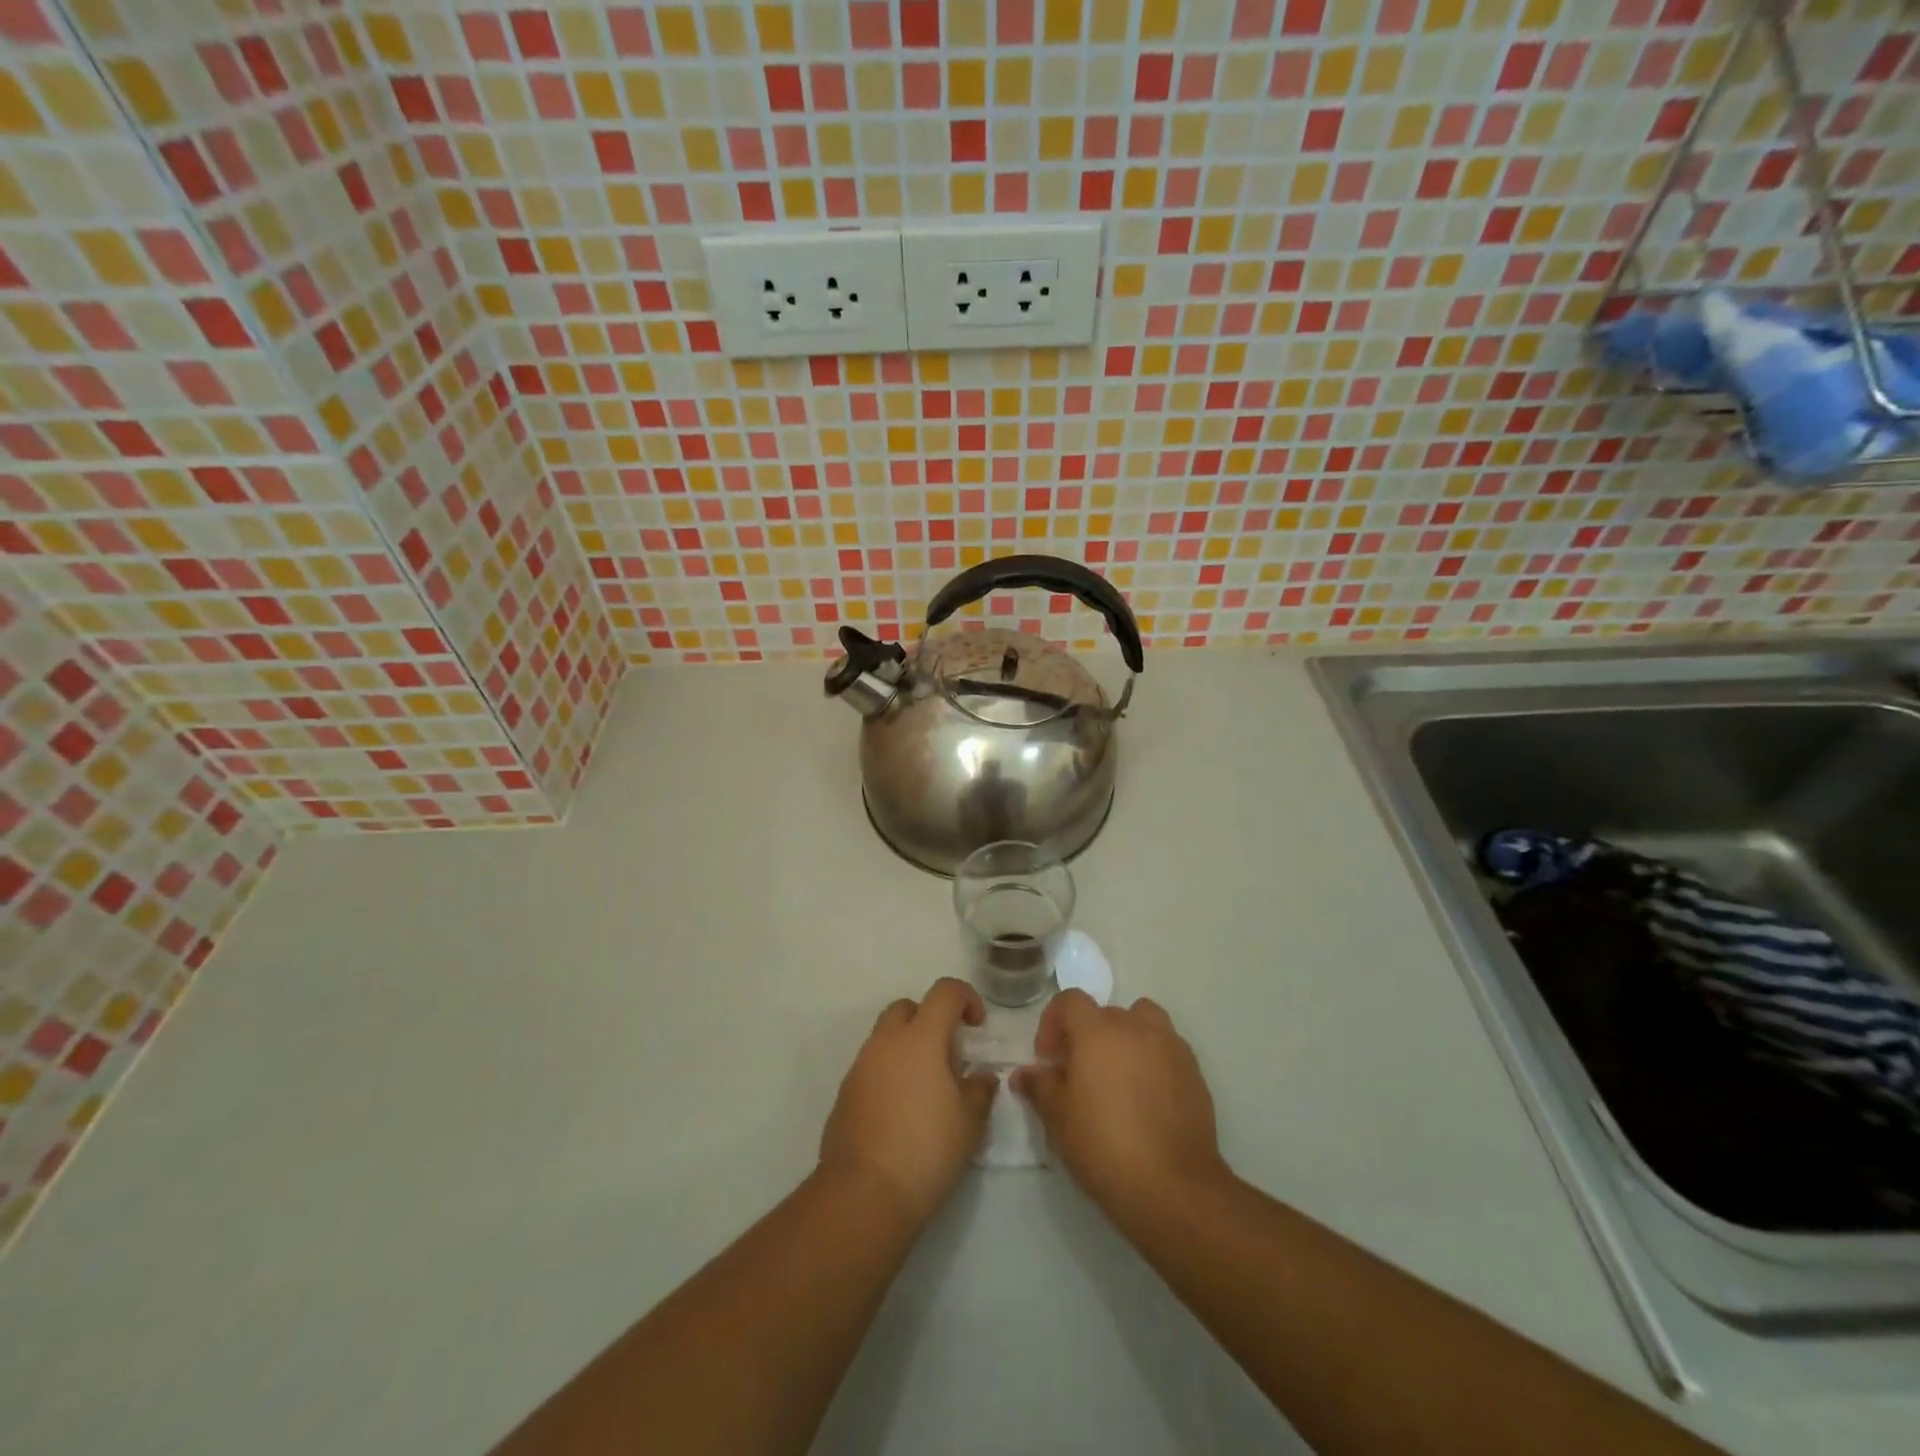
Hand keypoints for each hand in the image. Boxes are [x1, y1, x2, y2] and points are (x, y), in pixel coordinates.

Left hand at [819, 977, 997, 1227]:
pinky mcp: (845, 1093)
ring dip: (908, 1047)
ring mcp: (860, 1066)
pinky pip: (872, 1066)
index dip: (966, 998)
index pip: (945, 991)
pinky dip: (889, 1073)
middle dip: (931, 1019)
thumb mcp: (970, 1121)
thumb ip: (979, 1089)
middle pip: (908, 1007)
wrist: (864, 1193)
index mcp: (920, 1038)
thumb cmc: (926, 1149)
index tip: (977, 1027)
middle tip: (948, 1054)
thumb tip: (980, 1076)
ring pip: (886, 1036)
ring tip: (927, 1087)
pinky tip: (902, 1111)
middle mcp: (886, 1042)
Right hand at [1014, 991, 1230, 1221]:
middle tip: (1079, 1072)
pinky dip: (1152, 1058)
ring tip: (1118, 1074)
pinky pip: (1167, 1048)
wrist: (1172, 1186)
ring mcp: (1170, 1046)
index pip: (1070, 1000)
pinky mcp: (1194, 1072)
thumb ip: (1039, 1086)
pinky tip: (1146, 1096)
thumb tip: (1024, 1073)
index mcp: (1098, 1031)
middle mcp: (1136, 1027)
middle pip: (1105, 1012)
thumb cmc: (1104, 1145)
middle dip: (1087, 1034)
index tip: (1048, 1058)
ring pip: (1143, 1021)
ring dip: (1126, 1036)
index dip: (1053, 1022)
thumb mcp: (1058, 1117)